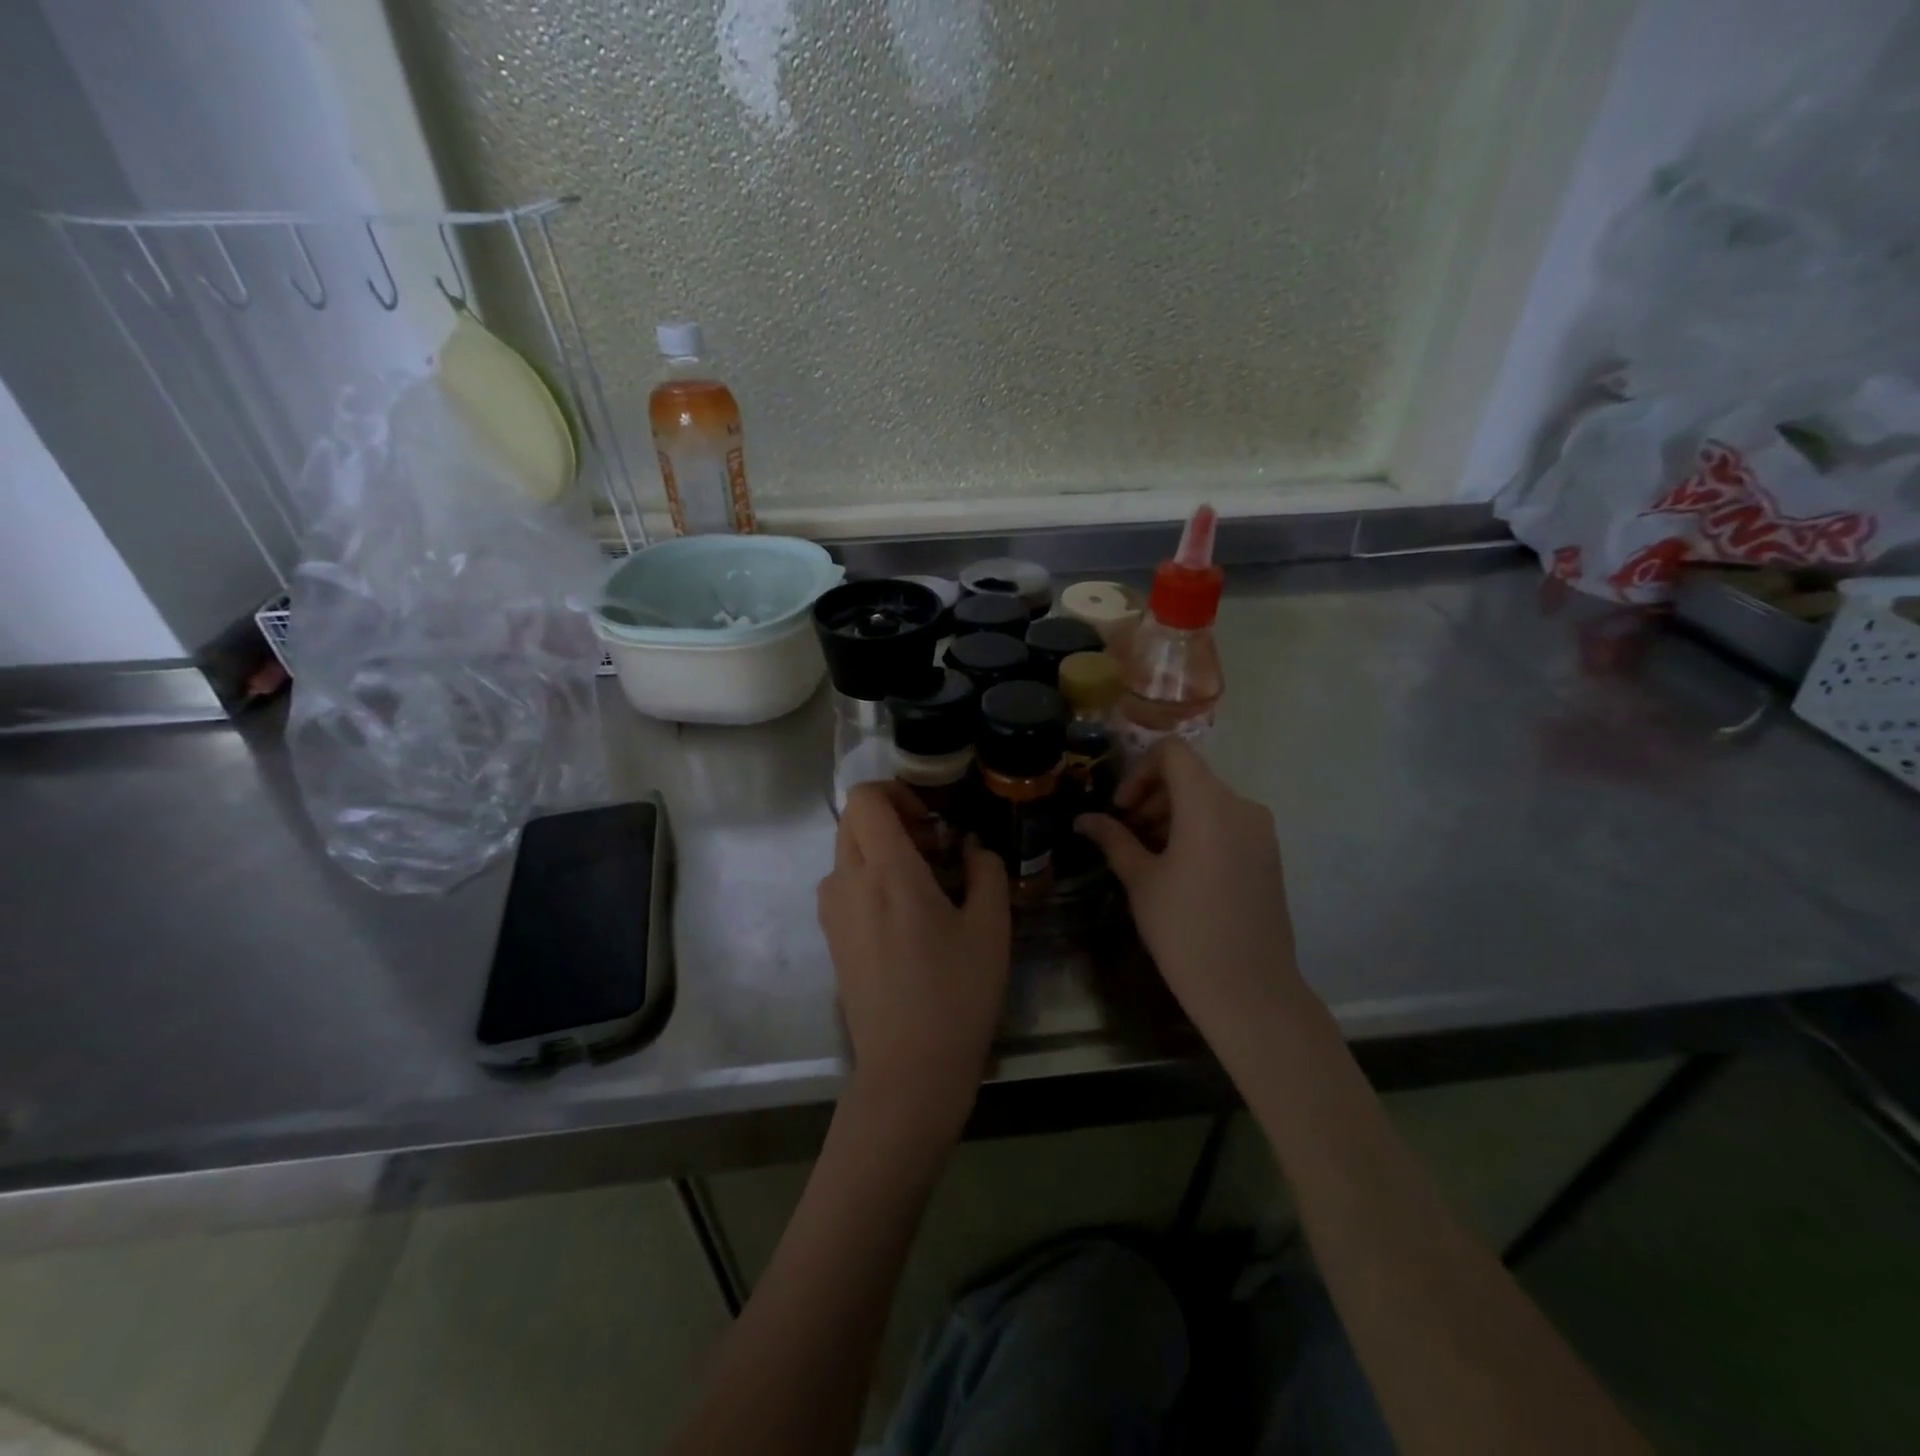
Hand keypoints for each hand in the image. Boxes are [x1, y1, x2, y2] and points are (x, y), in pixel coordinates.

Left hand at [818, 782, 1011, 1139]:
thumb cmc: (956, 993)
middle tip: (935, 847)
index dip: (896, 792)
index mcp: (886, 870)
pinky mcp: (831, 937)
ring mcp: (833, 911)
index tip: (931, 821)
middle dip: (892, 818)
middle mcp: (847, 881)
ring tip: (925, 883)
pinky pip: (845, 883)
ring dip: (881, 849)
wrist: (909, 1068)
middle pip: (853, 819)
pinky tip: (907, 915)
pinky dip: (871, 877)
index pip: (865, 798)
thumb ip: (985, 870)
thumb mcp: (990, 927)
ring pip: (847, 851)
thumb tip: (972, 846)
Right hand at [1076, 742, 1307, 1056]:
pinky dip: (1197, 830)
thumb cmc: (1185, 931)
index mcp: (1208, 806)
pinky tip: (1178, 870)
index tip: (1122, 809)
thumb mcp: (1141, 880)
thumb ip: (1113, 839)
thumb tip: (1084, 819)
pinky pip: (1227, 822)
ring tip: (1148, 856)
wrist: (1249, 990)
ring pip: (1208, 800)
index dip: (1139, 770)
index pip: (1173, 753)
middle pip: (1190, 776)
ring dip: (1172, 814)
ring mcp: (1260, 830)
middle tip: (1126, 834)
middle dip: (1151, 796)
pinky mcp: (1268, 854)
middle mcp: (1241, 806)